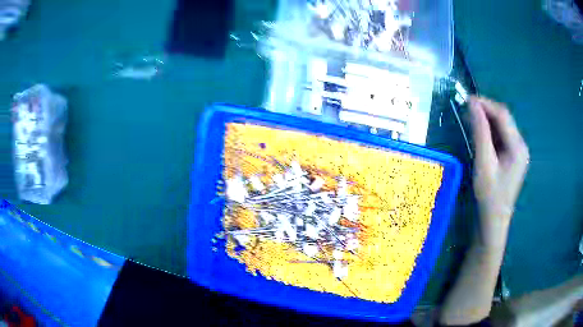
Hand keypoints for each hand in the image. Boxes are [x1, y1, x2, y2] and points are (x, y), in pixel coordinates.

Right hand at [469, 96, 529, 247]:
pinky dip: (490, 131)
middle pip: (504, 119)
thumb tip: (473, 104)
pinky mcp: (513, 156)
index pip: (503, 115)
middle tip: (467, 108)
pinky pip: (502, 136)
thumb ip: (480, 133)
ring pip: (503, 126)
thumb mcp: (484, 163)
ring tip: (471, 118)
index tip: (467, 99)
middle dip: (486, 111)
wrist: (494, 220)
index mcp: (518, 147)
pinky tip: (480, 133)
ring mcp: (518, 151)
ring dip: (488, 120)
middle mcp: (521, 145)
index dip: (486, 104)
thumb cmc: (489, 195)